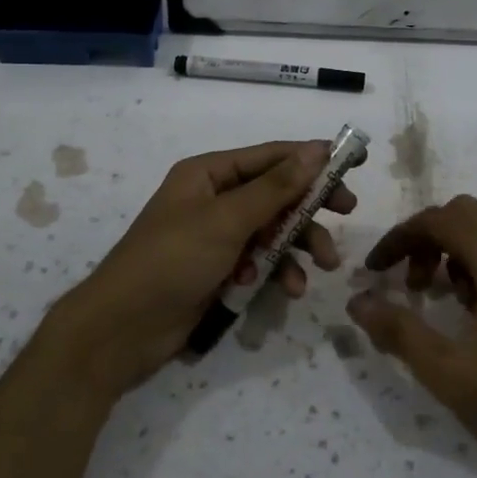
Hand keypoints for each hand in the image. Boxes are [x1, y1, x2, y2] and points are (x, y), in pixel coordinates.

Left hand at [52, 140, 357, 398]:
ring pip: (273, 231)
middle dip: (310, 207)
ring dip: (299, 245)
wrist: (124, 328)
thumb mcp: (227, 219)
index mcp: (208, 175)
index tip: (352, 164)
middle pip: (276, 194)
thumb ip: (276, 187)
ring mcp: (217, 237)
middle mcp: (214, 200)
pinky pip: (261, 262)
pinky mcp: (220, 271)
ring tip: (324, 265)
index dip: (311, 159)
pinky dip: (277, 272)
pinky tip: (289, 290)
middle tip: (347, 213)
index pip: (270, 157)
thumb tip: (316, 149)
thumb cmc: (173, 260)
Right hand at [345, 195, 476, 477]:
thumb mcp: (453, 372)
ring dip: (454, 255)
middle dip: (426, 242)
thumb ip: (400, 332)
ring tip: (441, 303)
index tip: (375, 271)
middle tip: (408, 285)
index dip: (399, 238)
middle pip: (464, 216)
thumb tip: (358, 302)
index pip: (438, 219)